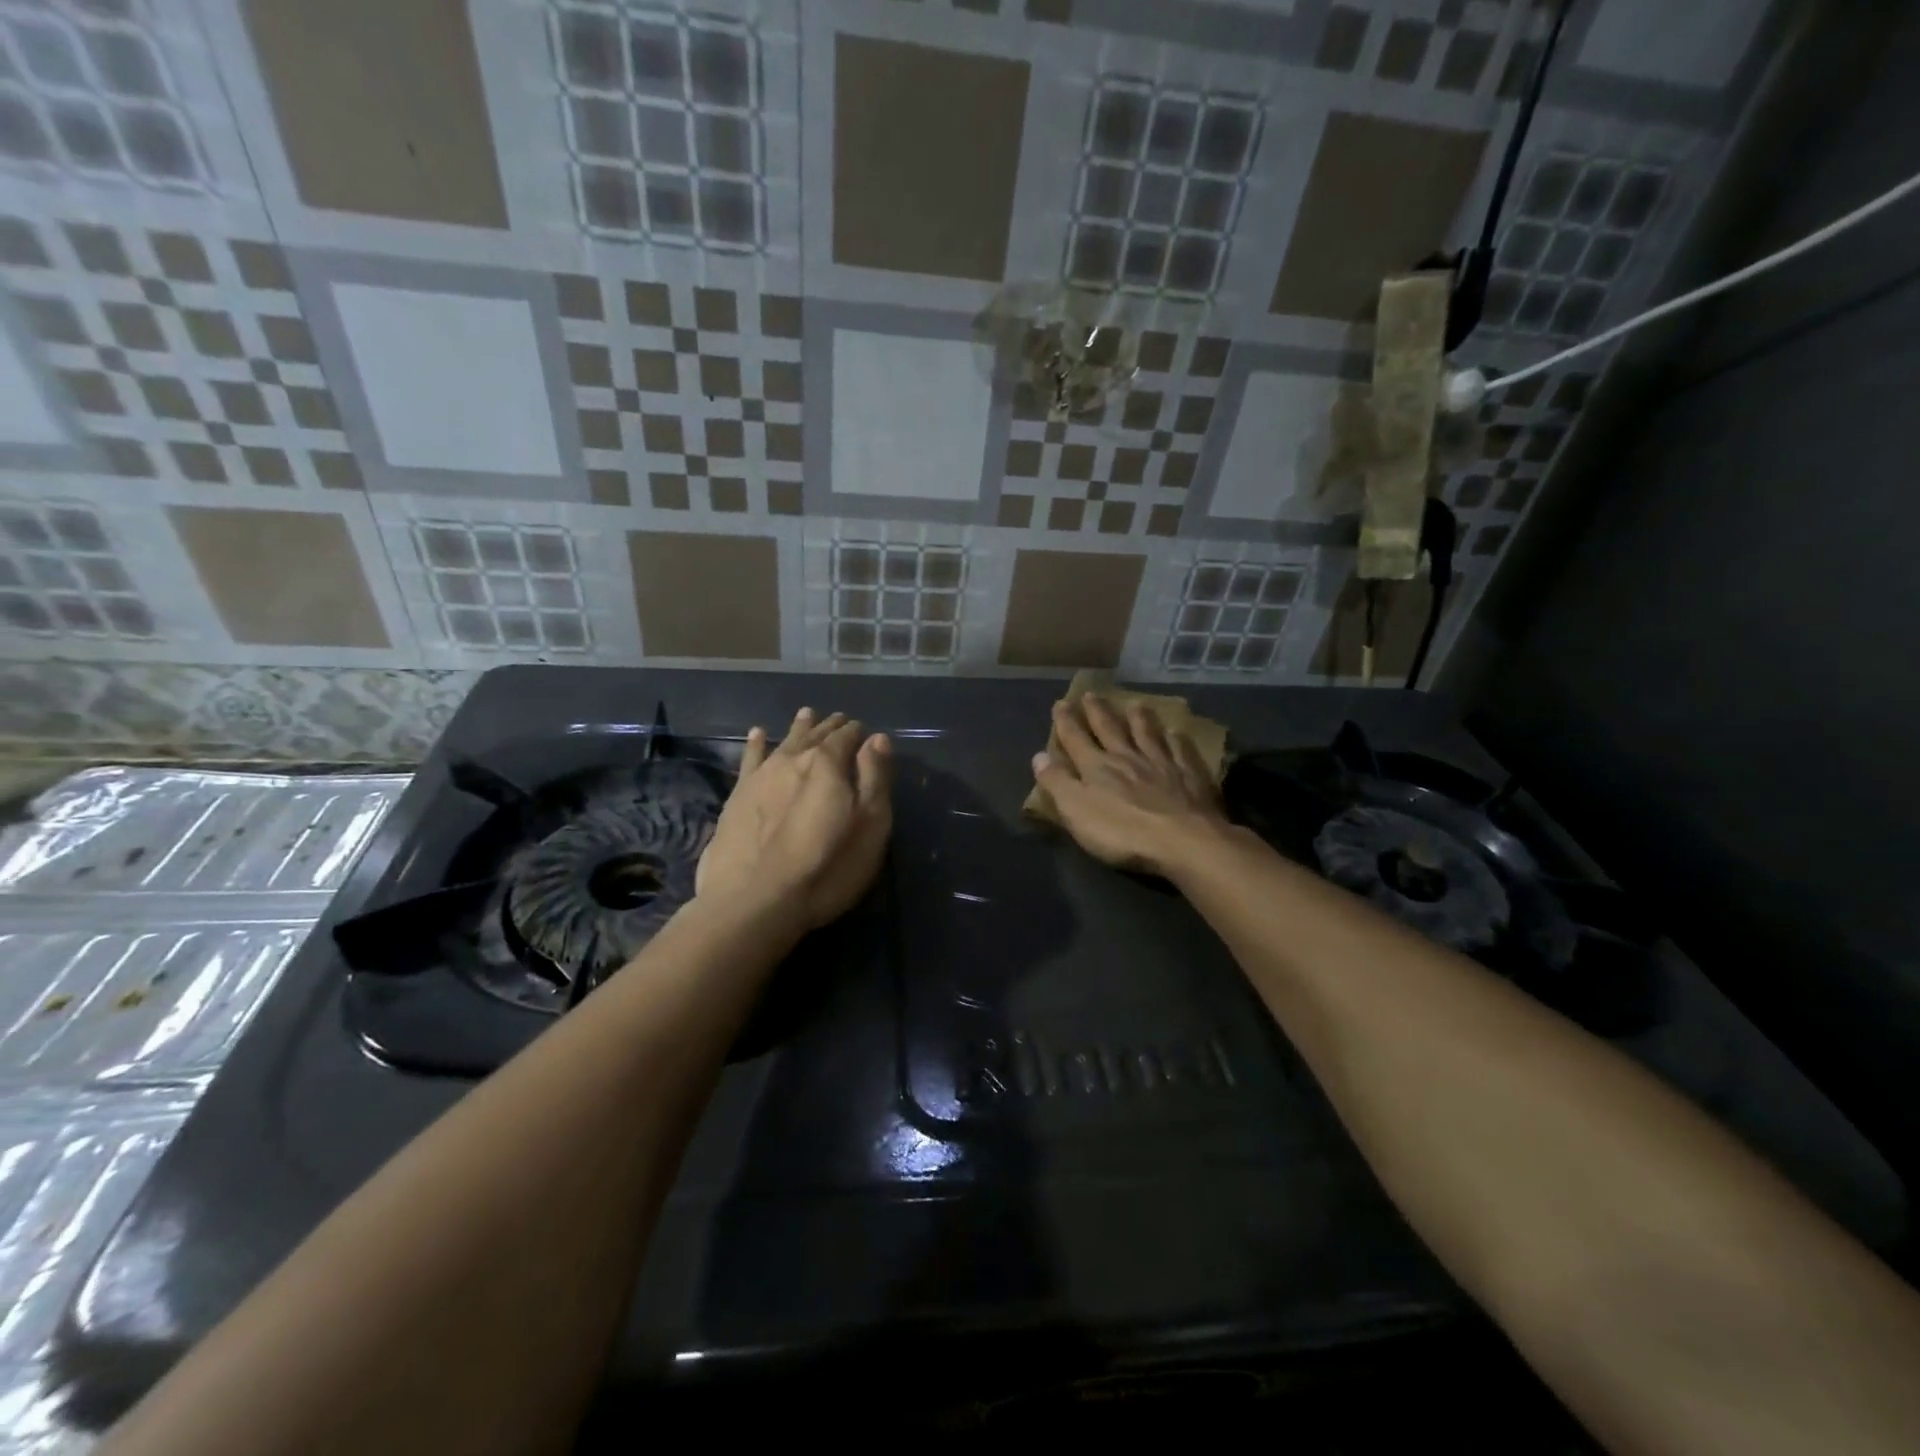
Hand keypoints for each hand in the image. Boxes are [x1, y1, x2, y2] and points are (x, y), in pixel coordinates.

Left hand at [696, 707, 892, 930]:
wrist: (754, 902)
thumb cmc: (826, 868)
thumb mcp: (870, 827)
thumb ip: (875, 779)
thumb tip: (878, 739)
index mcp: (829, 764)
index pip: (848, 737)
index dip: (859, 733)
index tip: (866, 733)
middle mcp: (794, 759)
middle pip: (816, 735)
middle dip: (831, 727)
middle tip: (840, 719)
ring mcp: (762, 776)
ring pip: (785, 741)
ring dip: (799, 727)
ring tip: (807, 714)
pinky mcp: (737, 796)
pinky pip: (749, 758)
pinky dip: (755, 743)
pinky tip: (757, 733)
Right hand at [1032, 694, 1227, 876]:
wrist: (1182, 841)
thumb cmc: (1122, 831)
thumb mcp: (1076, 810)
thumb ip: (1057, 782)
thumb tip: (1038, 755)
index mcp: (1097, 767)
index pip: (1076, 738)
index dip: (1066, 721)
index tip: (1061, 703)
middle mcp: (1128, 757)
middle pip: (1110, 729)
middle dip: (1097, 711)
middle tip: (1091, 694)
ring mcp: (1162, 764)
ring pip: (1148, 734)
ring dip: (1139, 718)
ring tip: (1134, 703)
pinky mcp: (1190, 776)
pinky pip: (1182, 751)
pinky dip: (1177, 739)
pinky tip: (1177, 732)